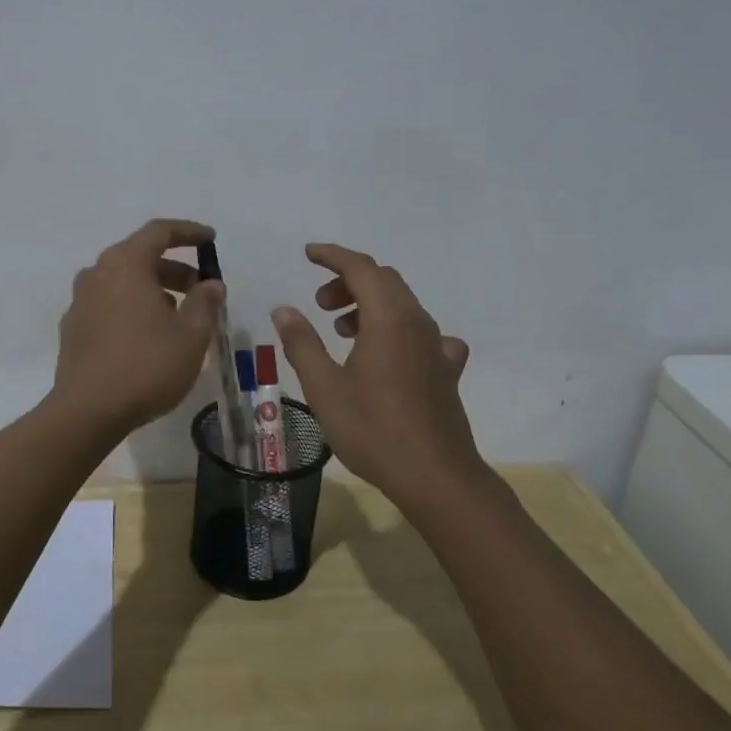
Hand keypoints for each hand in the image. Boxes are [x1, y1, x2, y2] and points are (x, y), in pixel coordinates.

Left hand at [52, 219, 225, 435]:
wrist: (87, 412)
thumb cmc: (146, 366)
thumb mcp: (191, 336)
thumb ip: (204, 302)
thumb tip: (211, 284)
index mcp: (125, 264)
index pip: (159, 231)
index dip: (189, 232)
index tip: (210, 240)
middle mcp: (98, 273)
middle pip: (140, 256)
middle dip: (174, 267)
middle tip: (201, 288)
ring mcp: (80, 301)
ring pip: (123, 281)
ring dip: (154, 289)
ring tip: (179, 316)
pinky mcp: (73, 328)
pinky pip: (109, 303)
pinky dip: (132, 307)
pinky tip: (149, 335)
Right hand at [272, 243, 481, 513]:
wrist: (437, 477)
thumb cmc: (374, 430)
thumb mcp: (324, 389)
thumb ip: (302, 344)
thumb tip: (284, 310)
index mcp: (389, 319)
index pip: (361, 268)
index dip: (333, 256)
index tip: (308, 254)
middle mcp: (418, 323)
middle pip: (384, 281)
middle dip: (348, 281)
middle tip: (319, 304)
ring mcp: (438, 346)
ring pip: (403, 305)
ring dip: (370, 304)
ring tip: (342, 330)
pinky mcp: (446, 370)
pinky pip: (422, 334)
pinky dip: (396, 329)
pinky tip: (387, 356)